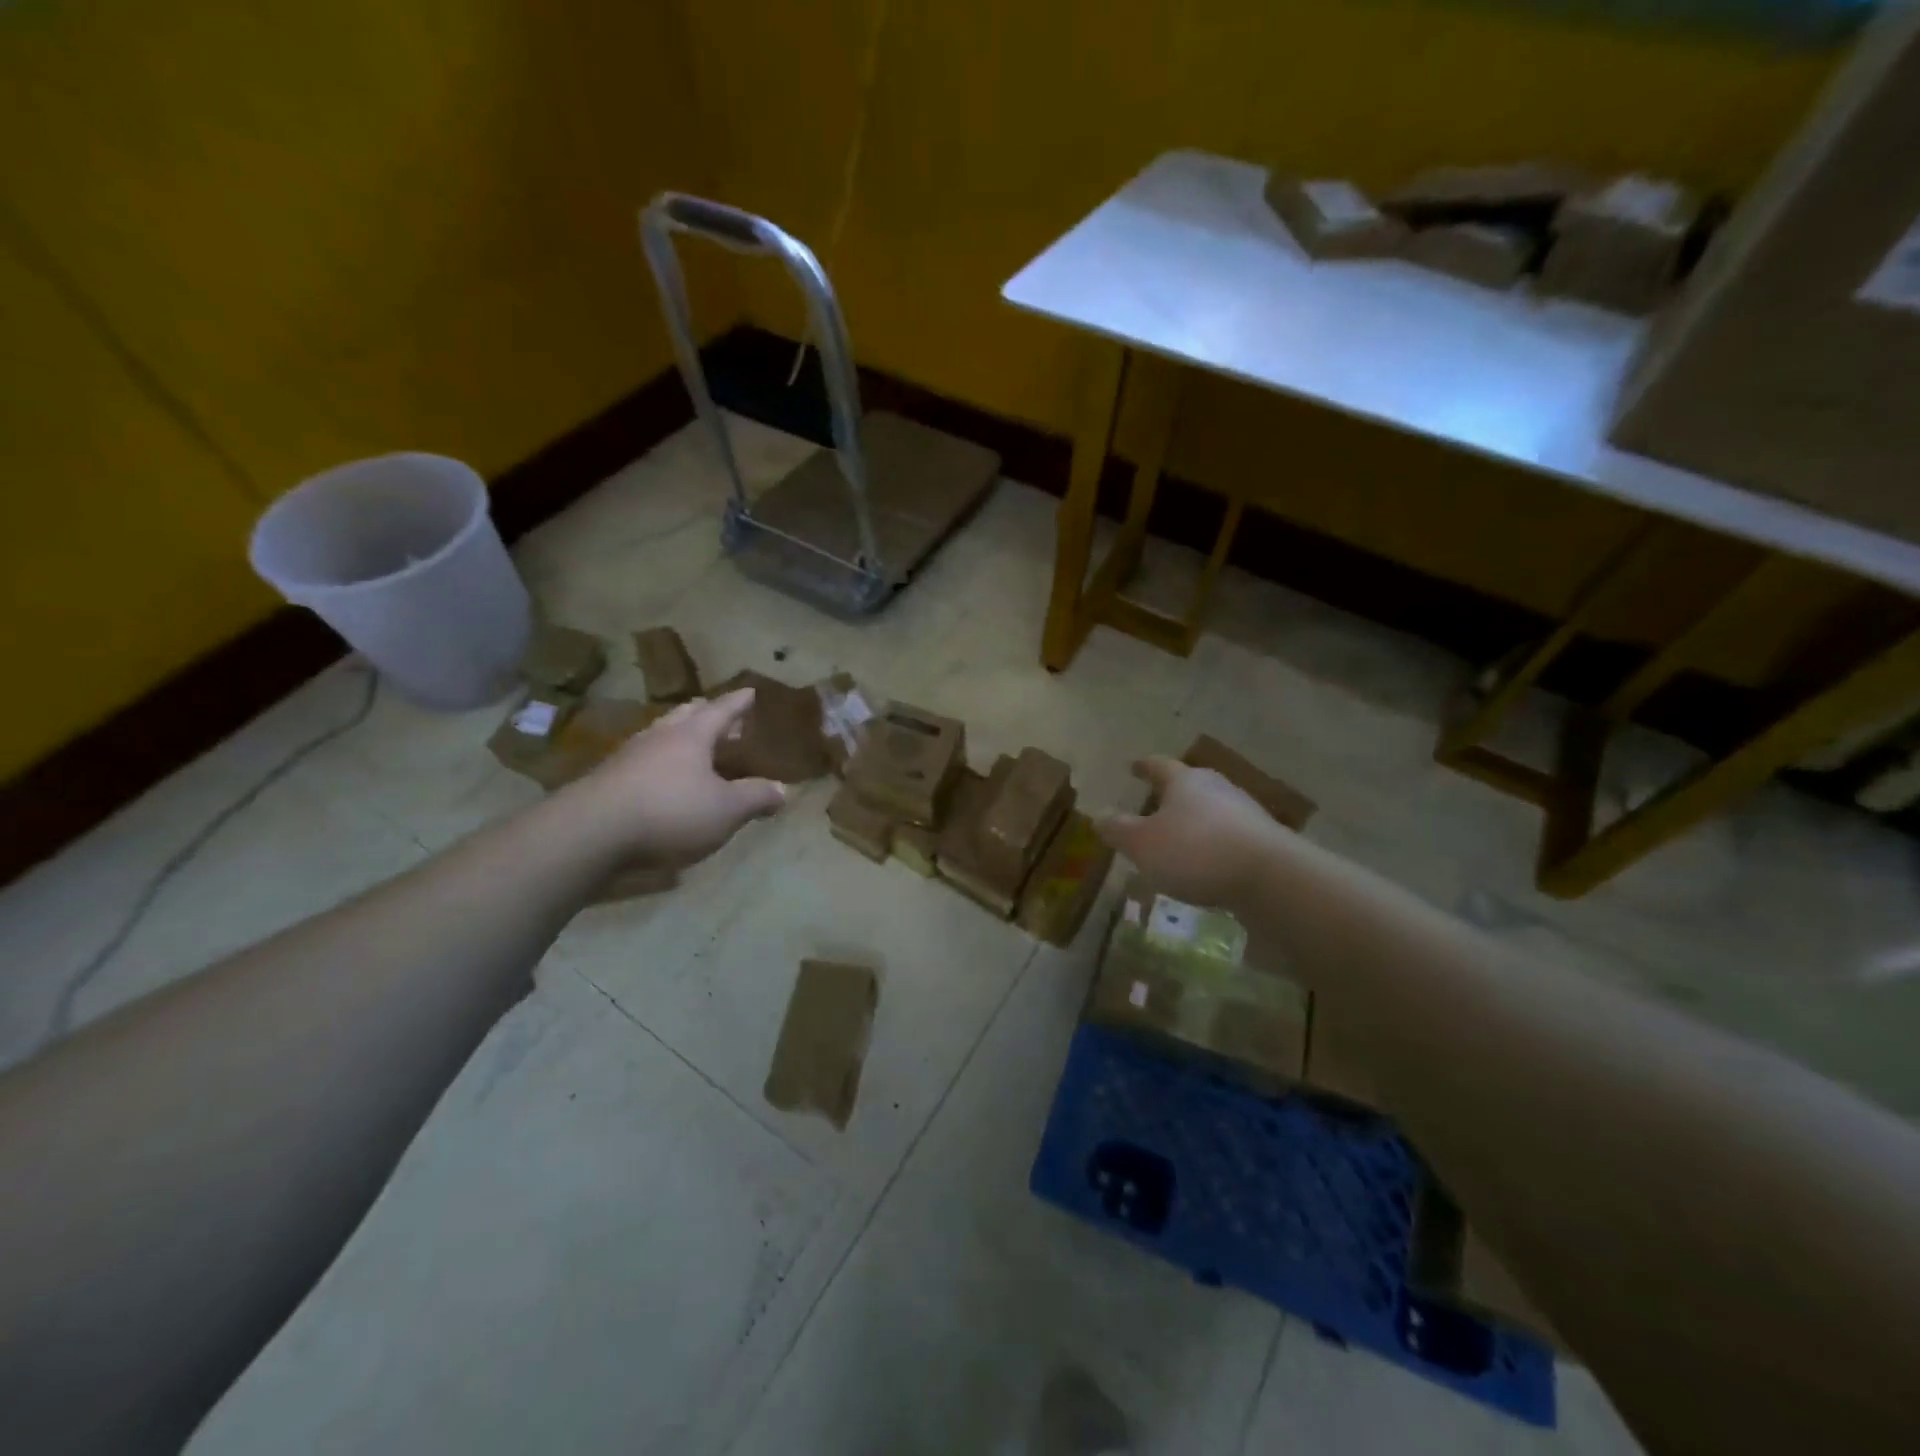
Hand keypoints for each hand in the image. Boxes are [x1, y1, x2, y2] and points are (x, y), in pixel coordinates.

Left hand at [567, 688, 785, 865]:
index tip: (750, 691)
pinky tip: (661, 780)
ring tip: (692, 746)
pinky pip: (642, 761)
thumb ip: (756, 797)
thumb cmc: (670, 812)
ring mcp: (628, 757)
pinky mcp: (607, 781)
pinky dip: (659, 763)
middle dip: (705, 712)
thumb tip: (784, 790)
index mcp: (692, 736)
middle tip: (719, 715)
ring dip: (679, 737)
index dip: (738, 702)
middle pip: (685, 715)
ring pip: (660, 736)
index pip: (721, 710)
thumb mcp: (726, 810)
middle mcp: (660, 737)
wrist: (590, 833)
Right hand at [1095, 756, 1283, 908]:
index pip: (1158, 765)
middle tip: (1154, 803)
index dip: (1143, 767)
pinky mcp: (1263, 840)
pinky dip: (1212, 845)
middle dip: (1170, 794)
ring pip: (1210, 810)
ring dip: (1193, 821)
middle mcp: (1216, 788)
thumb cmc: (1195, 851)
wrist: (1270, 876)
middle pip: (1189, 785)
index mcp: (1184, 781)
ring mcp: (1244, 812)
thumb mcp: (1142, 844)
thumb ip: (1119, 830)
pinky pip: (1228, 836)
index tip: (1133, 766)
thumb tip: (1098, 816)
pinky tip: (1205, 865)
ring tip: (1177, 839)